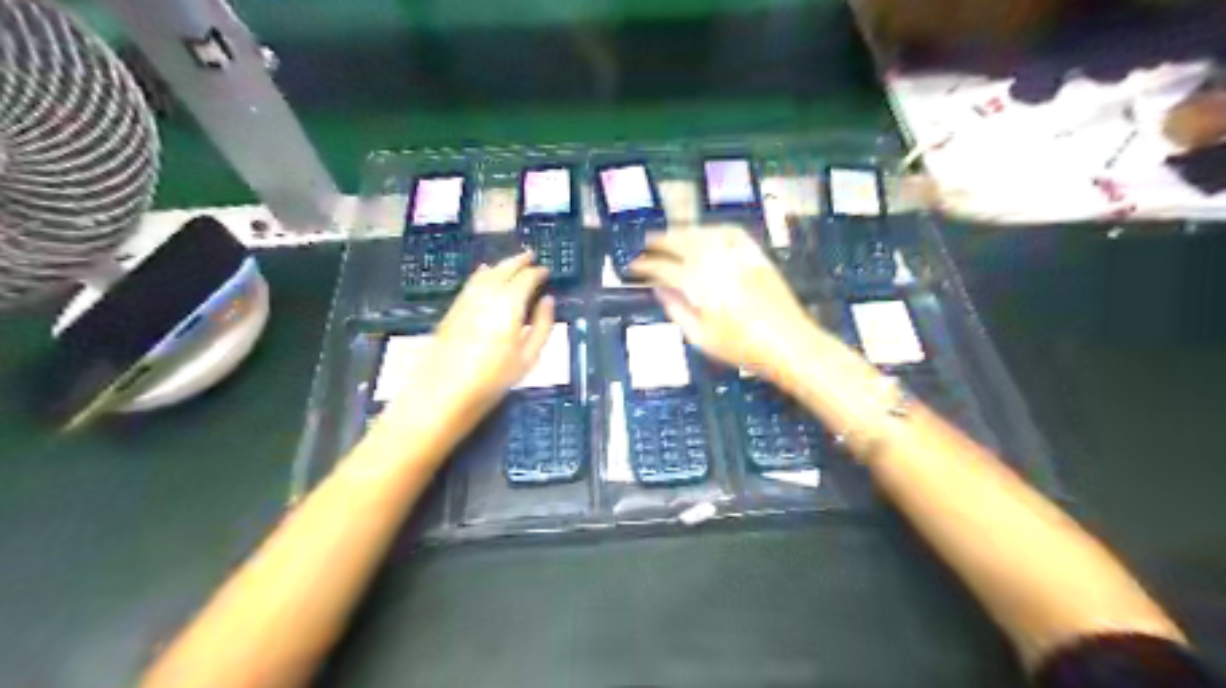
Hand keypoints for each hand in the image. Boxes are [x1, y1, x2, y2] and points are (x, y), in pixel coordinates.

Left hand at [386, 255, 552, 428]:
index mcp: (509, 305)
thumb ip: (543, 326)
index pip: (526, 279)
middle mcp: (487, 296)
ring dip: (501, 265)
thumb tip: (548, 300)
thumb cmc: (493, 380)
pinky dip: (482, 274)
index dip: (537, 273)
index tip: (546, 271)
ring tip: (513, 262)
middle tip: (531, 256)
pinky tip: (484, 272)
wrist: (444, 393)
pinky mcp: (453, 310)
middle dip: (519, 261)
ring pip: (486, 273)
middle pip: (504, 270)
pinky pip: (471, 283)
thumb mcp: (528, 358)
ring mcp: (467, 300)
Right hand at [633, 228, 812, 384]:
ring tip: (669, 237)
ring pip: (702, 233)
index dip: (644, 267)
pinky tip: (705, 234)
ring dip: (682, 232)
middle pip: (680, 242)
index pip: (662, 268)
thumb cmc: (742, 348)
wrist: (789, 343)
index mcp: (697, 283)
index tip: (632, 268)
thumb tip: (659, 290)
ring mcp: (737, 254)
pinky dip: (712, 229)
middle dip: (659, 242)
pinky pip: (729, 232)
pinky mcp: (755, 254)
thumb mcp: (700, 337)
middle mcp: (714, 261)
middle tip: (645, 246)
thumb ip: (676, 310)